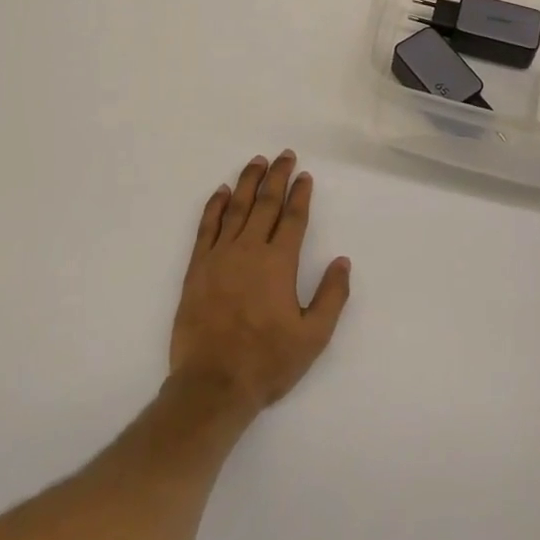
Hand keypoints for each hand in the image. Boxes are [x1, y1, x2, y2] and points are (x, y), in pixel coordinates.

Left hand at [169, 151, 351, 413]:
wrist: (213, 383)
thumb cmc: (267, 361)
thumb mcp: (313, 337)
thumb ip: (332, 296)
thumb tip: (342, 261)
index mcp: (279, 263)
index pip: (293, 218)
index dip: (300, 194)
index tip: (305, 176)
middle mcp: (249, 250)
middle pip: (265, 203)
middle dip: (277, 177)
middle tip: (284, 155)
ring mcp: (220, 256)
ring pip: (236, 208)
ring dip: (247, 182)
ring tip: (256, 161)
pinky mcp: (197, 267)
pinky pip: (207, 227)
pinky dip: (215, 206)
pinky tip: (221, 192)